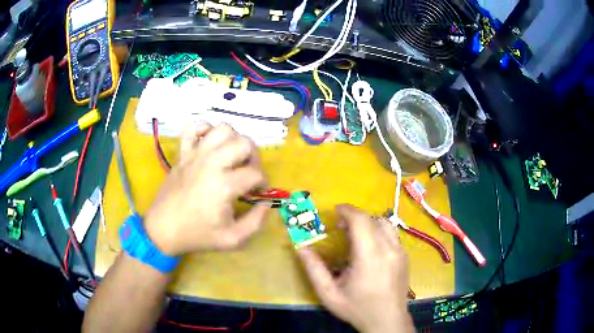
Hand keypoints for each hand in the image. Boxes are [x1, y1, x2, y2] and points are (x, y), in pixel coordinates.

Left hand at [144, 123, 270, 256]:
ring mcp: (195, 155)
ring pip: (222, 129)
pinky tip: (209, 143)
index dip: (263, 183)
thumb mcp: (233, 239)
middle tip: (249, 171)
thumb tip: (266, 203)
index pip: (255, 173)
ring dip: (234, 139)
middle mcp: (211, 163)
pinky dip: (205, 129)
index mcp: (224, 185)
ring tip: (232, 156)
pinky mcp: (183, 154)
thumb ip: (256, 222)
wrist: (163, 229)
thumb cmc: (197, 235)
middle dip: (254, 156)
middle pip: (244, 143)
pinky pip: (193, 128)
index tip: (259, 193)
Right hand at [298, 205, 413, 332]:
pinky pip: (392, 235)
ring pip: (385, 224)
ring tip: (356, 236)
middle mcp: (389, 249)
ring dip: (369, 223)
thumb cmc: (357, 308)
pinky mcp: (405, 256)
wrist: (387, 321)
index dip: (347, 211)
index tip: (335, 212)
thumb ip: (314, 269)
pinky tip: (370, 250)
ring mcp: (400, 252)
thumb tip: (301, 248)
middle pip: (373, 219)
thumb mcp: (329, 293)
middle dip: (355, 217)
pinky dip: (378, 233)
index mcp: (370, 257)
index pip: (361, 221)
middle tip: (341, 228)